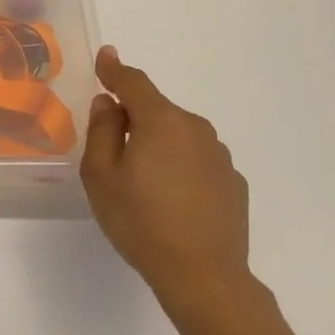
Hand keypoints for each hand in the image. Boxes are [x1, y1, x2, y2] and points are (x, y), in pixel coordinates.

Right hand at [80, 46, 253, 317]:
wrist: (204, 277)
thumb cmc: (141, 222)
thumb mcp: (101, 175)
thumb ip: (102, 130)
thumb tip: (108, 103)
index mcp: (161, 121)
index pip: (133, 82)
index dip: (114, 69)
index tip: (105, 57)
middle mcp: (195, 129)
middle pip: (156, 110)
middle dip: (133, 118)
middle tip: (112, 151)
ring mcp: (219, 156)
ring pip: (178, 135)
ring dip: (158, 144)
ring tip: (142, 182)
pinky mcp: (233, 183)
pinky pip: (196, 161)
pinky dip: (180, 167)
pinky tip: (171, 200)